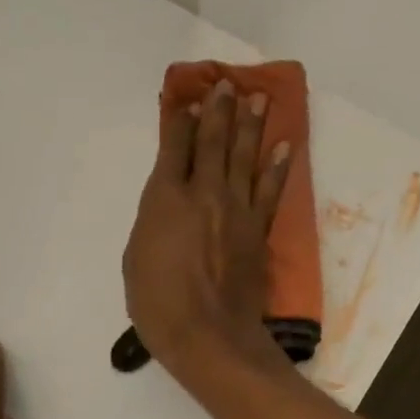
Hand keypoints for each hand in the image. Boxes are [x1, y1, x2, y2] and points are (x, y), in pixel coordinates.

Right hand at [122, 78, 293, 384]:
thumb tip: (167, 205)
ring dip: (251, 126)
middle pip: (213, 143)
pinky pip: (270, 191)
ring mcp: (236, 209)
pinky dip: (278, 167)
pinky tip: (284, 146)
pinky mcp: (258, 229)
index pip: (173, 147)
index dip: (180, 120)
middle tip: (227, 84)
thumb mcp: (135, 258)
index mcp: (165, 198)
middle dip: (219, 111)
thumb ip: (153, 222)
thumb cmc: (158, 302)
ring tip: (258, 99)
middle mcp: (203, 193)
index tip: (187, 99)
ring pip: (244, 158)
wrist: (209, 334)